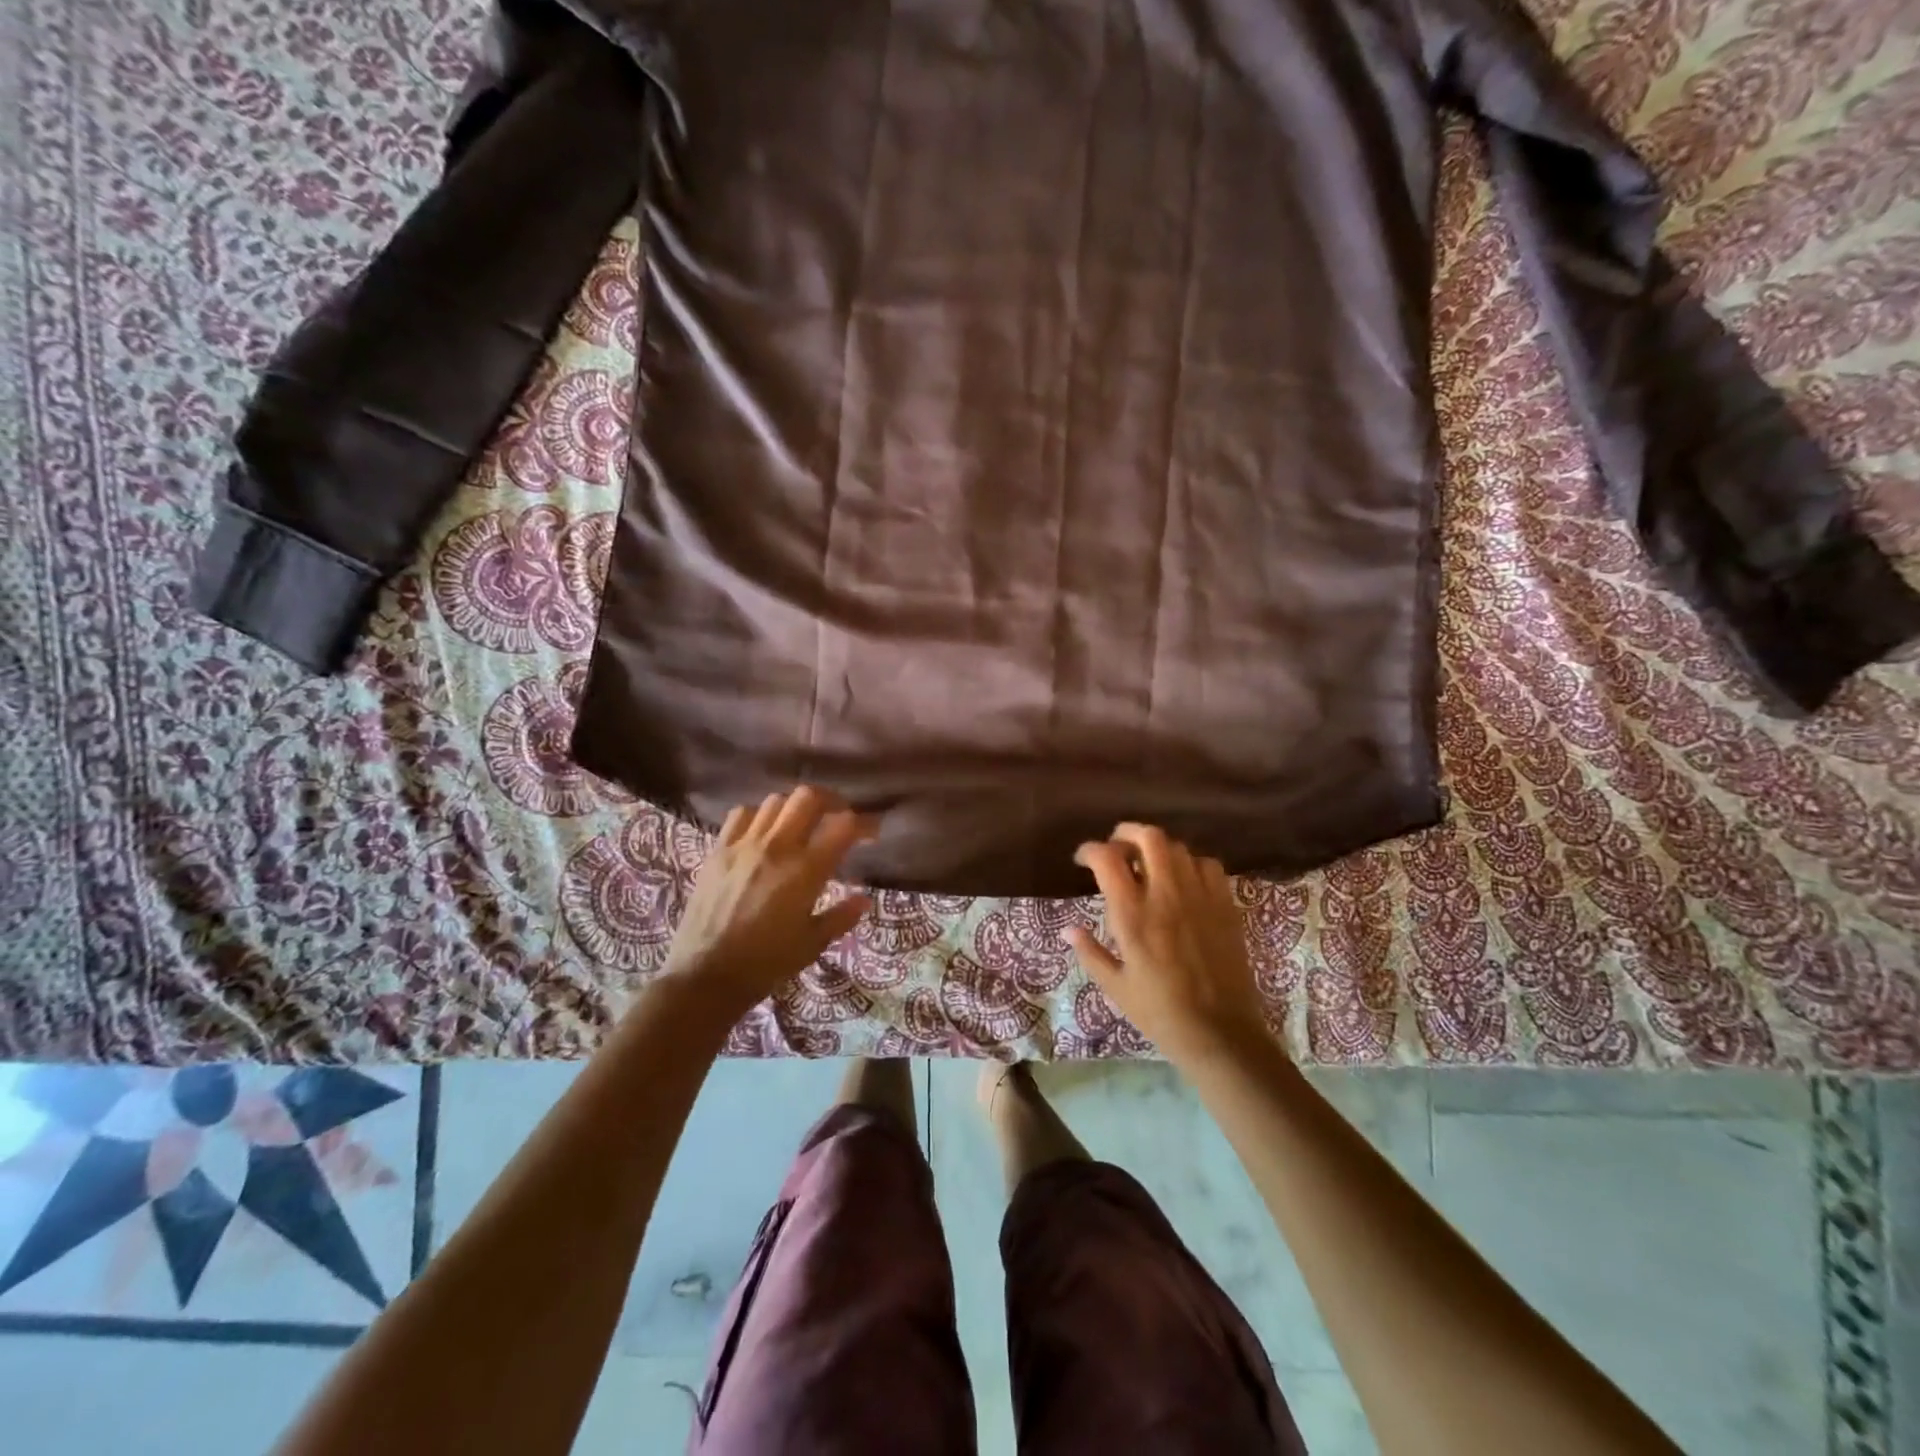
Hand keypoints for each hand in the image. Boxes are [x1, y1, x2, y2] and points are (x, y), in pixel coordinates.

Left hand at [656, 787, 875, 1022]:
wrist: (704, 977)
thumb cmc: (765, 964)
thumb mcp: (812, 944)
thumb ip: (841, 916)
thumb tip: (863, 898)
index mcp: (805, 871)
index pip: (843, 826)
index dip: (864, 824)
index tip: (871, 832)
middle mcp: (777, 847)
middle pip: (808, 797)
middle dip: (830, 801)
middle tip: (837, 817)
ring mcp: (744, 845)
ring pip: (776, 800)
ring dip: (795, 808)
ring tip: (801, 824)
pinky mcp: (718, 850)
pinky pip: (742, 814)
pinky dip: (759, 816)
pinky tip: (763, 833)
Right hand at [1067, 824, 1272, 1067]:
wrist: (1220, 1034)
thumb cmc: (1160, 1013)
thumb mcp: (1115, 987)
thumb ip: (1090, 952)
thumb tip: (1068, 929)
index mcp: (1132, 915)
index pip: (1107, 858)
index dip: (1090, 850)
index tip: (1083, 860)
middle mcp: (1166, 895)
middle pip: (1148, 837)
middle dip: (1126, 833)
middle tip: (1116, 848)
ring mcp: (1199, 897)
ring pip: (1178, 847)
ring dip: (1157, 848)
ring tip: (1148, 864)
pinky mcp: (1224, 906)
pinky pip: (1208, 865)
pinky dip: (1190, 863)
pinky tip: (1183, 880)